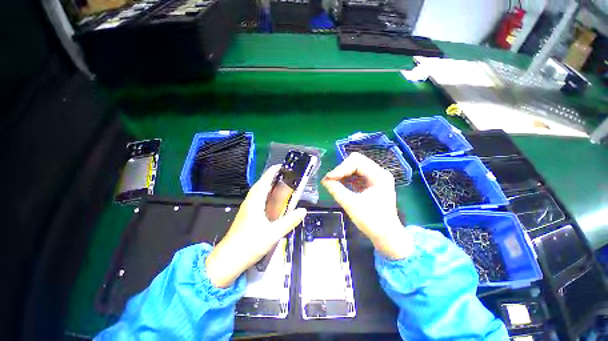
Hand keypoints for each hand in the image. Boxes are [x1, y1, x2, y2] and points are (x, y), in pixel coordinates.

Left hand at [206, 165, 306, 287]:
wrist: (228, 260)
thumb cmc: (250, 244)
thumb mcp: (273, 233)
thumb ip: (289, 221)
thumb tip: (303, 211)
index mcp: (255, 202)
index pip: (264, 182)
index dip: (272, 172)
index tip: (281, 166)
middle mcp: (250, 202)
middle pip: (261, 185)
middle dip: (271, 178)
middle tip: (284, 176)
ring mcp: (247, 209)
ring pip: (258, 192)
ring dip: (268, 186)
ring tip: (280, 186)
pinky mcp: (247, 215)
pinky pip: (257, 200)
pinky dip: (266, 196)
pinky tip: (272, 202)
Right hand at [322, 152, 411, 259]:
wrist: (386, 236)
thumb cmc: (372, 222)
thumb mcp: (352, 205)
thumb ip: (336, 190)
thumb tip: (324, 180)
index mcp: (379, 175)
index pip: (357, 161)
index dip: (341, 168)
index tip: (329, 178)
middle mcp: (378, 172)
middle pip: (356, 161)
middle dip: (341, 169)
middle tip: (330, 179)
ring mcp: (375, 177)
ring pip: (354, 167)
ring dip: (343, 173)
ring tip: (332, 182)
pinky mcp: (370, 183)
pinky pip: (355, 175)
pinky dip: (346, 178)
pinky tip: (339, 184)